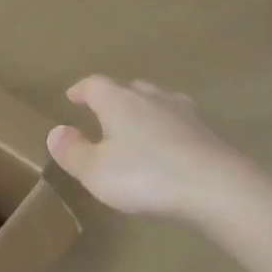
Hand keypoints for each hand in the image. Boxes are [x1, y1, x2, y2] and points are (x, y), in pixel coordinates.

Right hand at [47, 76, 247, 220]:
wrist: (215, 186)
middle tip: (103, 113)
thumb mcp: (95, 170)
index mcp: (119, 102)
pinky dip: (167, 130)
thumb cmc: (145, 175)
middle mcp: (152, 98)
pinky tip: (168, 146)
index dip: (81, 90)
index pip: (94, 85)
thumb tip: (56, 131)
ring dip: (144, 111)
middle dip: (114, 98)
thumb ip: (72, 151)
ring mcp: (184, 113)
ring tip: (137, 127)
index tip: (72, 96)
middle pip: (130, 88)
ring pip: (158, 102)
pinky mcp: (206, 133)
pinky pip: (179, 123)